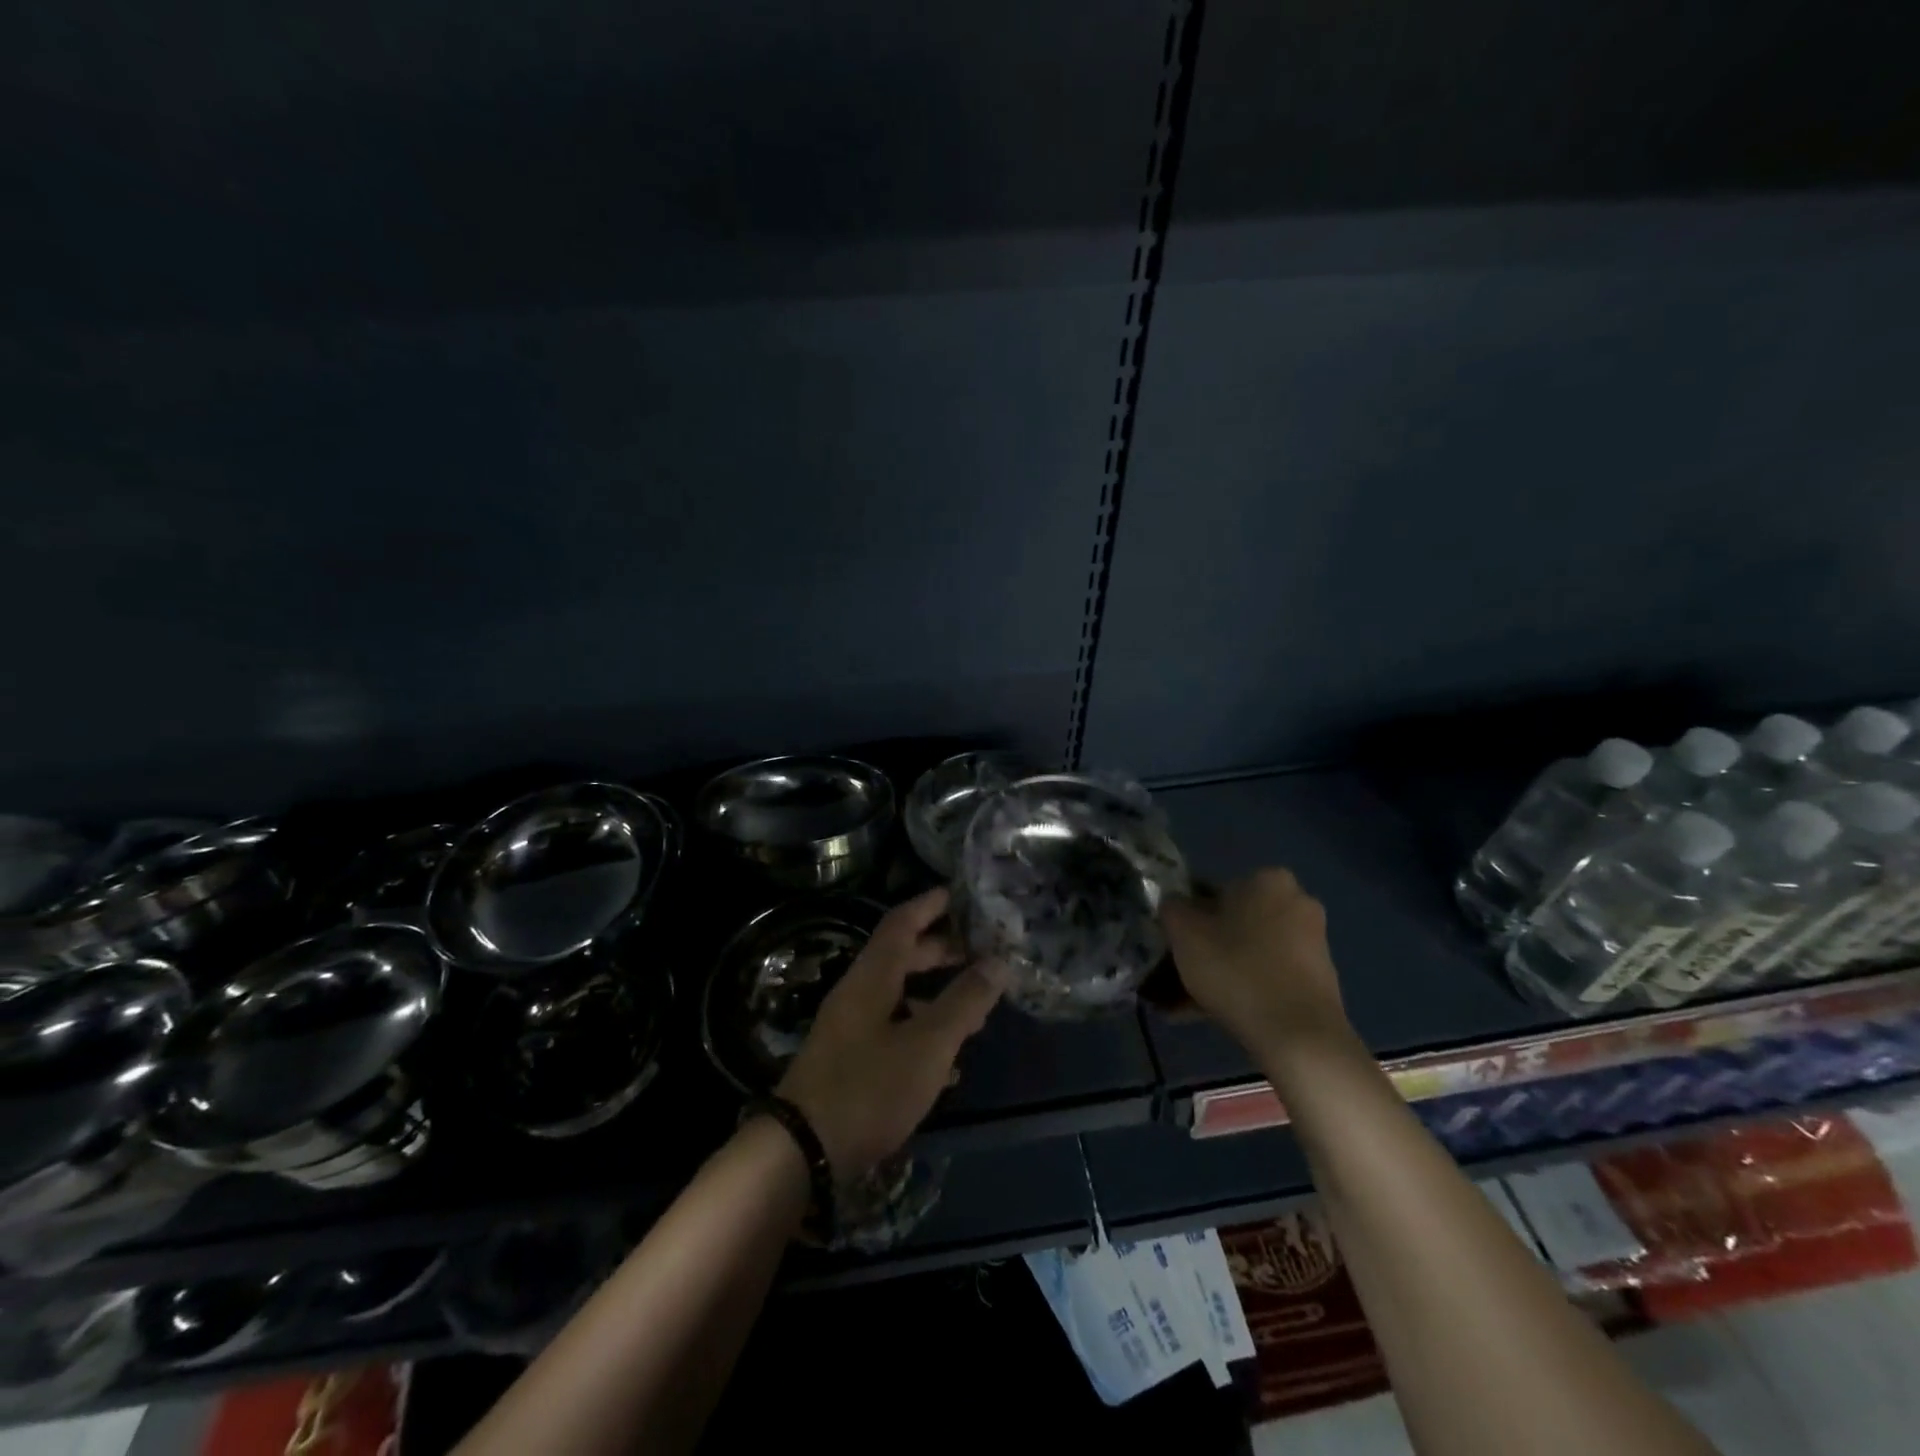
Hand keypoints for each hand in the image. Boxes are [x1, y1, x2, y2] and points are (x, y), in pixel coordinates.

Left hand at [776, 888, 1006, 1178]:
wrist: (802, 1151)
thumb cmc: (869, 1086)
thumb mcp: (927, 1044)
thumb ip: (964, 1001)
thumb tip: (999, 961)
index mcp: (872, 976)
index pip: (902, 922)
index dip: (930, 904)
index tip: (960, 894)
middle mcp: (858, 993)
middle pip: (902, 957)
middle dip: (941, 951)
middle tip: (980, 951)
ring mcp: (851, 1029)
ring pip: (899, 996)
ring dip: (935, 995)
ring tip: (974, 1008)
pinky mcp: (850, 1062)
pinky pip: (893, 1031)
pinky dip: (922, 1032)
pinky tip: (948, 1062)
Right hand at [1160, 869, 1351, 1065]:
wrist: (1298, 1036)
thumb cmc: (1236, 969)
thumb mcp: (1183, 932)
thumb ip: (1172, 908)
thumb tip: (1175, 906)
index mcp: (1267, 879)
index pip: (1213, 891)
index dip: (1188, 919)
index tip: (1175, 947)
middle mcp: (1296, 901)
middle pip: (1234, 922)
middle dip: (1207, 947)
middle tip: (1180, 976)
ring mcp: (1313, 942)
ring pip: (1250, 951)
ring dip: (1221, 971)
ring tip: (1189, 1006)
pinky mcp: (1320, 978)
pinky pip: (1269, 975)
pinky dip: (1244, 988)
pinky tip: (1215, 1015)